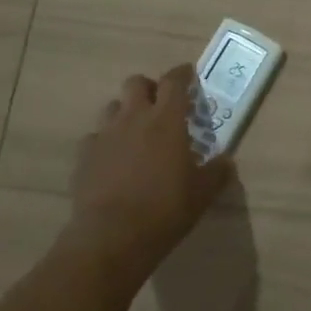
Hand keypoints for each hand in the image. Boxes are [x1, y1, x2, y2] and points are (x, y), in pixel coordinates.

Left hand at [70, 65, 234, 283]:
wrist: (111, 236)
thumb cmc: (165, 209)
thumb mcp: (202, 193)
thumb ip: (216, 172)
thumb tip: (226, 161)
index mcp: (167, 120)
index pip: (174, 81)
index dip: (183, 74)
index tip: (189, 75)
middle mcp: (134, 118)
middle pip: (136, 83)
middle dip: (149, 88)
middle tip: (161, 105)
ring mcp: (105, 134)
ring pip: (113, 106)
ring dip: (126, 112)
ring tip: (136, 132)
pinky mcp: (84, 155)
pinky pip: (95, 137)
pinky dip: (106, 141)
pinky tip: (113, 159)